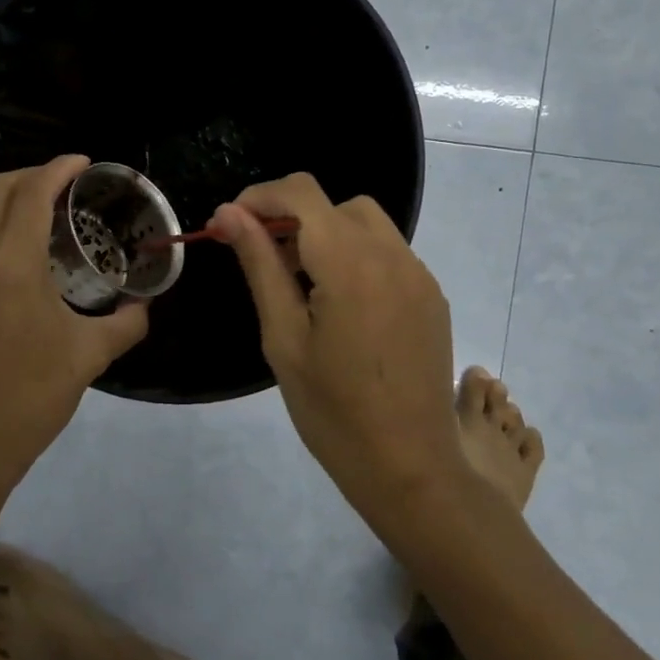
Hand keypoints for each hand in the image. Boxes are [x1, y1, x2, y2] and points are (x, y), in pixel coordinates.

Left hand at [0, 156, 149, 489]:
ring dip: (9, 197)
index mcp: (12, 266)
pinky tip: (20, 250)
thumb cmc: (29, 398)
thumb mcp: (88, 358)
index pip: (32, 194)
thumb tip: (145, 306)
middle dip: (33, 174)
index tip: (85, 163)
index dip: (59, 169)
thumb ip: (126, 325)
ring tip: (46, 210)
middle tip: (69, 183)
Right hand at [210, 174, 460, 517]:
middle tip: (266, 264)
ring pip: (365, 222)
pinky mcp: (431, 296)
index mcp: (349, 263)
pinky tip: (342, 305)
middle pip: (333, 204)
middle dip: (291, 218)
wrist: (410, 467)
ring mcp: (418, 274)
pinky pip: (388, 252)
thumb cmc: (332, 410)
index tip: (228, 228)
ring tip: (303, 285)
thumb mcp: (282, 336)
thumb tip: (228, 214)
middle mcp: (391, 255)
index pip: (300, 193)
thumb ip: (260, 264)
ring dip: (326, 234)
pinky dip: (356, 256)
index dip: (258, 199)